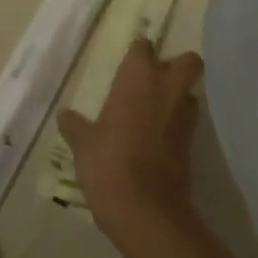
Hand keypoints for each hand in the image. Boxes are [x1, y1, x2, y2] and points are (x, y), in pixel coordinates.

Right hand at [58, 40, 203, 251]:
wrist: (146, 210)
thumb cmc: (109, 164)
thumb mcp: (83, 145)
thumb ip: (75, 126)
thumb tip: (64, 115)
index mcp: (137, 77)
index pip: (144, 47)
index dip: (139, 53)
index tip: (129, 63)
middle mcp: (166, 88)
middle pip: (188, 61)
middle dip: (178, 65)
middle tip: (155, 80)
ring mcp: (184, 116)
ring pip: (190, 92)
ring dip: (179, 96)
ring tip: (157, 111)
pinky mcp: (192, 144)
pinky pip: (188, 122)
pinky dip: (178, 124)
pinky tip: (160, 138)